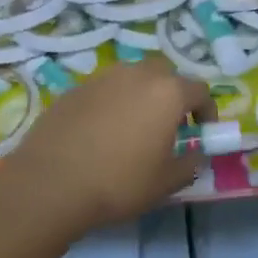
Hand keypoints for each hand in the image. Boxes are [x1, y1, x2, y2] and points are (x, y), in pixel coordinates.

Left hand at [1, 56, 211, 235]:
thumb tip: (195, 155)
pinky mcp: (73, 89)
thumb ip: (189, 164)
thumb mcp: (166, 183)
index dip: (206, 111)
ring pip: (131, 77)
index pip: (200, 90)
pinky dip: (111, 104)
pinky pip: (103, 90)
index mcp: (167, 93)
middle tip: (168, 125)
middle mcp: (136, 75)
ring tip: (133, 127)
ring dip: (140, 95)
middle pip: (165, 73)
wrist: (50, 183)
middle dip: (172, 94)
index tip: (202, 132)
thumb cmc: (119, 182)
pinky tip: (101, 133)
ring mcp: (101, 79)